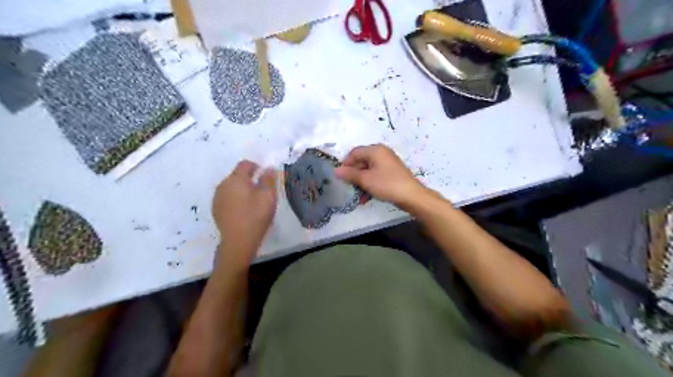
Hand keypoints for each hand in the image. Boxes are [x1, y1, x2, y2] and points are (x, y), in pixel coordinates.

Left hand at [212, 161, 275, 263]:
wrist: (238, 241)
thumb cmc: (256, 216)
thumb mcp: (268, 196)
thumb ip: (268, 179)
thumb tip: (269, 168)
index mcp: (236, 179)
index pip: (244, 164)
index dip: (255, 166)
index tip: (265, 175)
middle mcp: (223, 185)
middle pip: (236, 175)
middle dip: (248, 178)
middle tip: (261, 190)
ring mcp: (217, 197)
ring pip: (231, 187)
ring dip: (241, 189)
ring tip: (252, 201)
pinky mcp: (216, 209)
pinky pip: (226, 197)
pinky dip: (235, 199)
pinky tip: (242, 210)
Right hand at [336, 144, 429, 208]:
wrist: (411, 196)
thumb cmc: (387, 184)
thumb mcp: (365, 180)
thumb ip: (350, 174)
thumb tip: (335, 170)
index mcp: (375, 150)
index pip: (354, 152)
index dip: (345, 164)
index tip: (340, 176)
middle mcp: (382, 153)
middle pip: (361, 161)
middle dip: (353, 175)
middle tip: (348, 186)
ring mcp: (388, 163)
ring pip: (368, 170)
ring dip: (361, 182)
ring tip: (357, 195)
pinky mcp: (392, 173)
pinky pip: (376, 176)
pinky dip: (370, 185)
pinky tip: (365, 198)